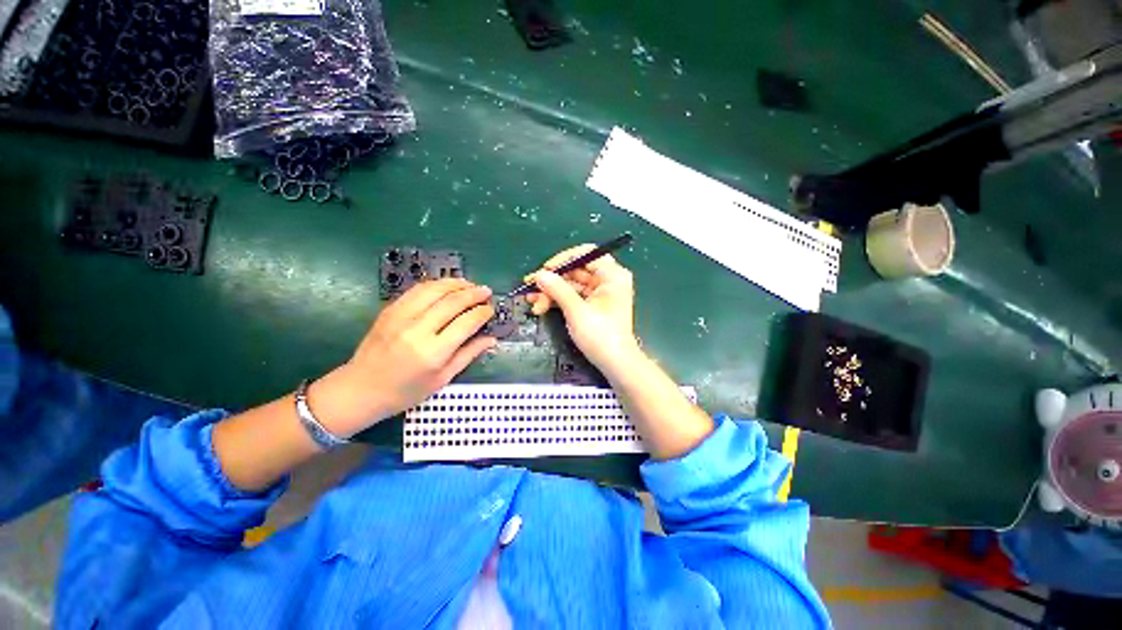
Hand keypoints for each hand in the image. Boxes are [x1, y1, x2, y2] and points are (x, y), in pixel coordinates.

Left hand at [310, 279, 495, 436]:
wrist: (360, 389)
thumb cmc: (405, 391)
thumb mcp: (443, 379)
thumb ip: (468, 355)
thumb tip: (491, 339)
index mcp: (433, 353)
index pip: (466, 323)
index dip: (482, 313)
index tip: (491, 309)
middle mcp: (417, 330)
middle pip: (452, 302)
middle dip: (473, 293)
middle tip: (486, 291)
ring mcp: (400, 317)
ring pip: (434, 290)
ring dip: (456, 284)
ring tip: (470, 284)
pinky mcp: (389, 310)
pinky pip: (417, 290)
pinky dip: (436, 285)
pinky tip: (447, 286)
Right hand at [526, 245, 641, 378]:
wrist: (615, 364)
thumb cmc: (601, 336)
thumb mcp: (577, 311)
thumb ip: (558, 290)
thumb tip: (539, 275)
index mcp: (612, 275)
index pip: (587, 254)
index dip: (564, 259)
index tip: (545, 269)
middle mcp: (607, 280)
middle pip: (576, 270)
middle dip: (552, 280)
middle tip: (530, 286)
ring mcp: (599, 293)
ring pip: (571, 284)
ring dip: (551, 292)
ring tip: (531, 301)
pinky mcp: (592, 304)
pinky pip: (572, 296)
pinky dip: (557, 300)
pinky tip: (540, 306)